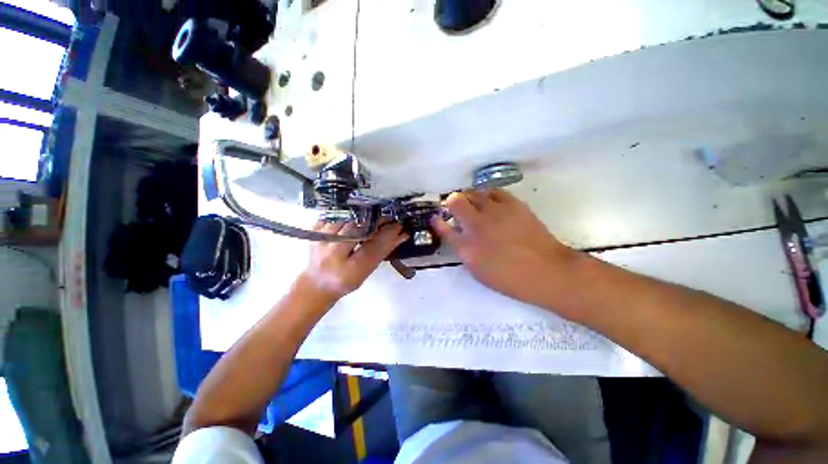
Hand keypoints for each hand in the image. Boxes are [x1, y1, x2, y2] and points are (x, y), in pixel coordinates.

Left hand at [298, 221, 408, 301]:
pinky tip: (354, 216)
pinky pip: (332, 216)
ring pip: (346, 219)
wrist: (316, 284)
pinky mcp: (313, 232)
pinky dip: (345, 214)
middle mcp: (333, 254)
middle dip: (376, 221)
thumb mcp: (366, 271)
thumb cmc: (345, 281)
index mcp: (349, 269)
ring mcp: (321, 241)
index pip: (374, 246)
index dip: (388, 234)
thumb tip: (401, 235)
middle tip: (388, 218)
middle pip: (358, 229)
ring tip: (372, 217)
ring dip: (362, 216)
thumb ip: (383, 252)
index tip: (399, 226)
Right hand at [432, 189, 577, 307]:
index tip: (436, 218)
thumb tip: (458, 237)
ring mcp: (494, 212)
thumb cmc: (510, 278)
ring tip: (473, 203)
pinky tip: (490, 201)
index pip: (443, 227)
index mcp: (466, 247)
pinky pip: (494, 191)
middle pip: (455, 201)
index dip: (438, 221)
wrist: (546, 271)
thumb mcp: (478, 271)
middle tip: (456, 208)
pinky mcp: (512, 205)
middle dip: (451, 202)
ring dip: (468, 197)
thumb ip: (464, 251)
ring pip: (473, 192)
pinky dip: (487, 195)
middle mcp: (476, 225)